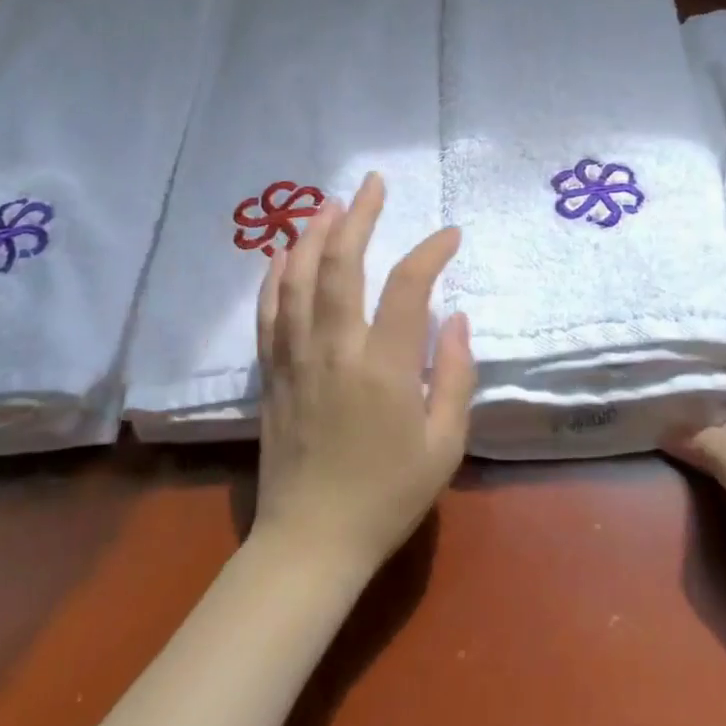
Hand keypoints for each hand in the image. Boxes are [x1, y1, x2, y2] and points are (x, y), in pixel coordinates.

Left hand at [252, 173, 475, 578]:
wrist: (311, 542)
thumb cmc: (387, 496)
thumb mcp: (443, 446)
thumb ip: (453, 376)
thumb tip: (456, 317)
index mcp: (384, 367)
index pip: (409, 286)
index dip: (431, 251)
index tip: (450, 235)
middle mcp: (335, 349)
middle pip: (341, 265)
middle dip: (359, 217)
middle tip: (372, 183)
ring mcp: (296, 358)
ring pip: (298, 279)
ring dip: (314, 234)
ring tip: (329, 202)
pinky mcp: (272, 373)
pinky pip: (269, 312)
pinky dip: (275, 276)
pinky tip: (284, 253)